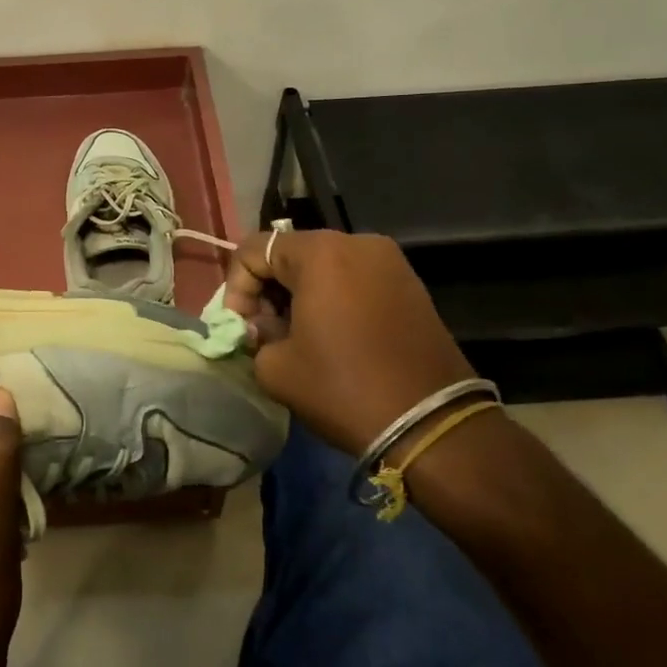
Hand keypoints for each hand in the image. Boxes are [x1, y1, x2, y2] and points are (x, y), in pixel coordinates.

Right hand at [224, 230, 474, 455]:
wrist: (430, 423)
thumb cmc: (342, 388)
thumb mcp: (276, 368)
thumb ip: (256, 335)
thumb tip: (263, 326)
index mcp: (320, 252)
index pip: (254, 250)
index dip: (236, 288)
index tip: (241, 328)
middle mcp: (356, 242)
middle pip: (290, 253)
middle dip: (267, 290)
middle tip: (263, 332)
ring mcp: (389, 261)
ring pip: (323, 266)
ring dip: (298, 294)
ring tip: (295, 336)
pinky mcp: (409, 284)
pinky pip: (353, 279)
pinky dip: (331, 298)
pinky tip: (329, 336)